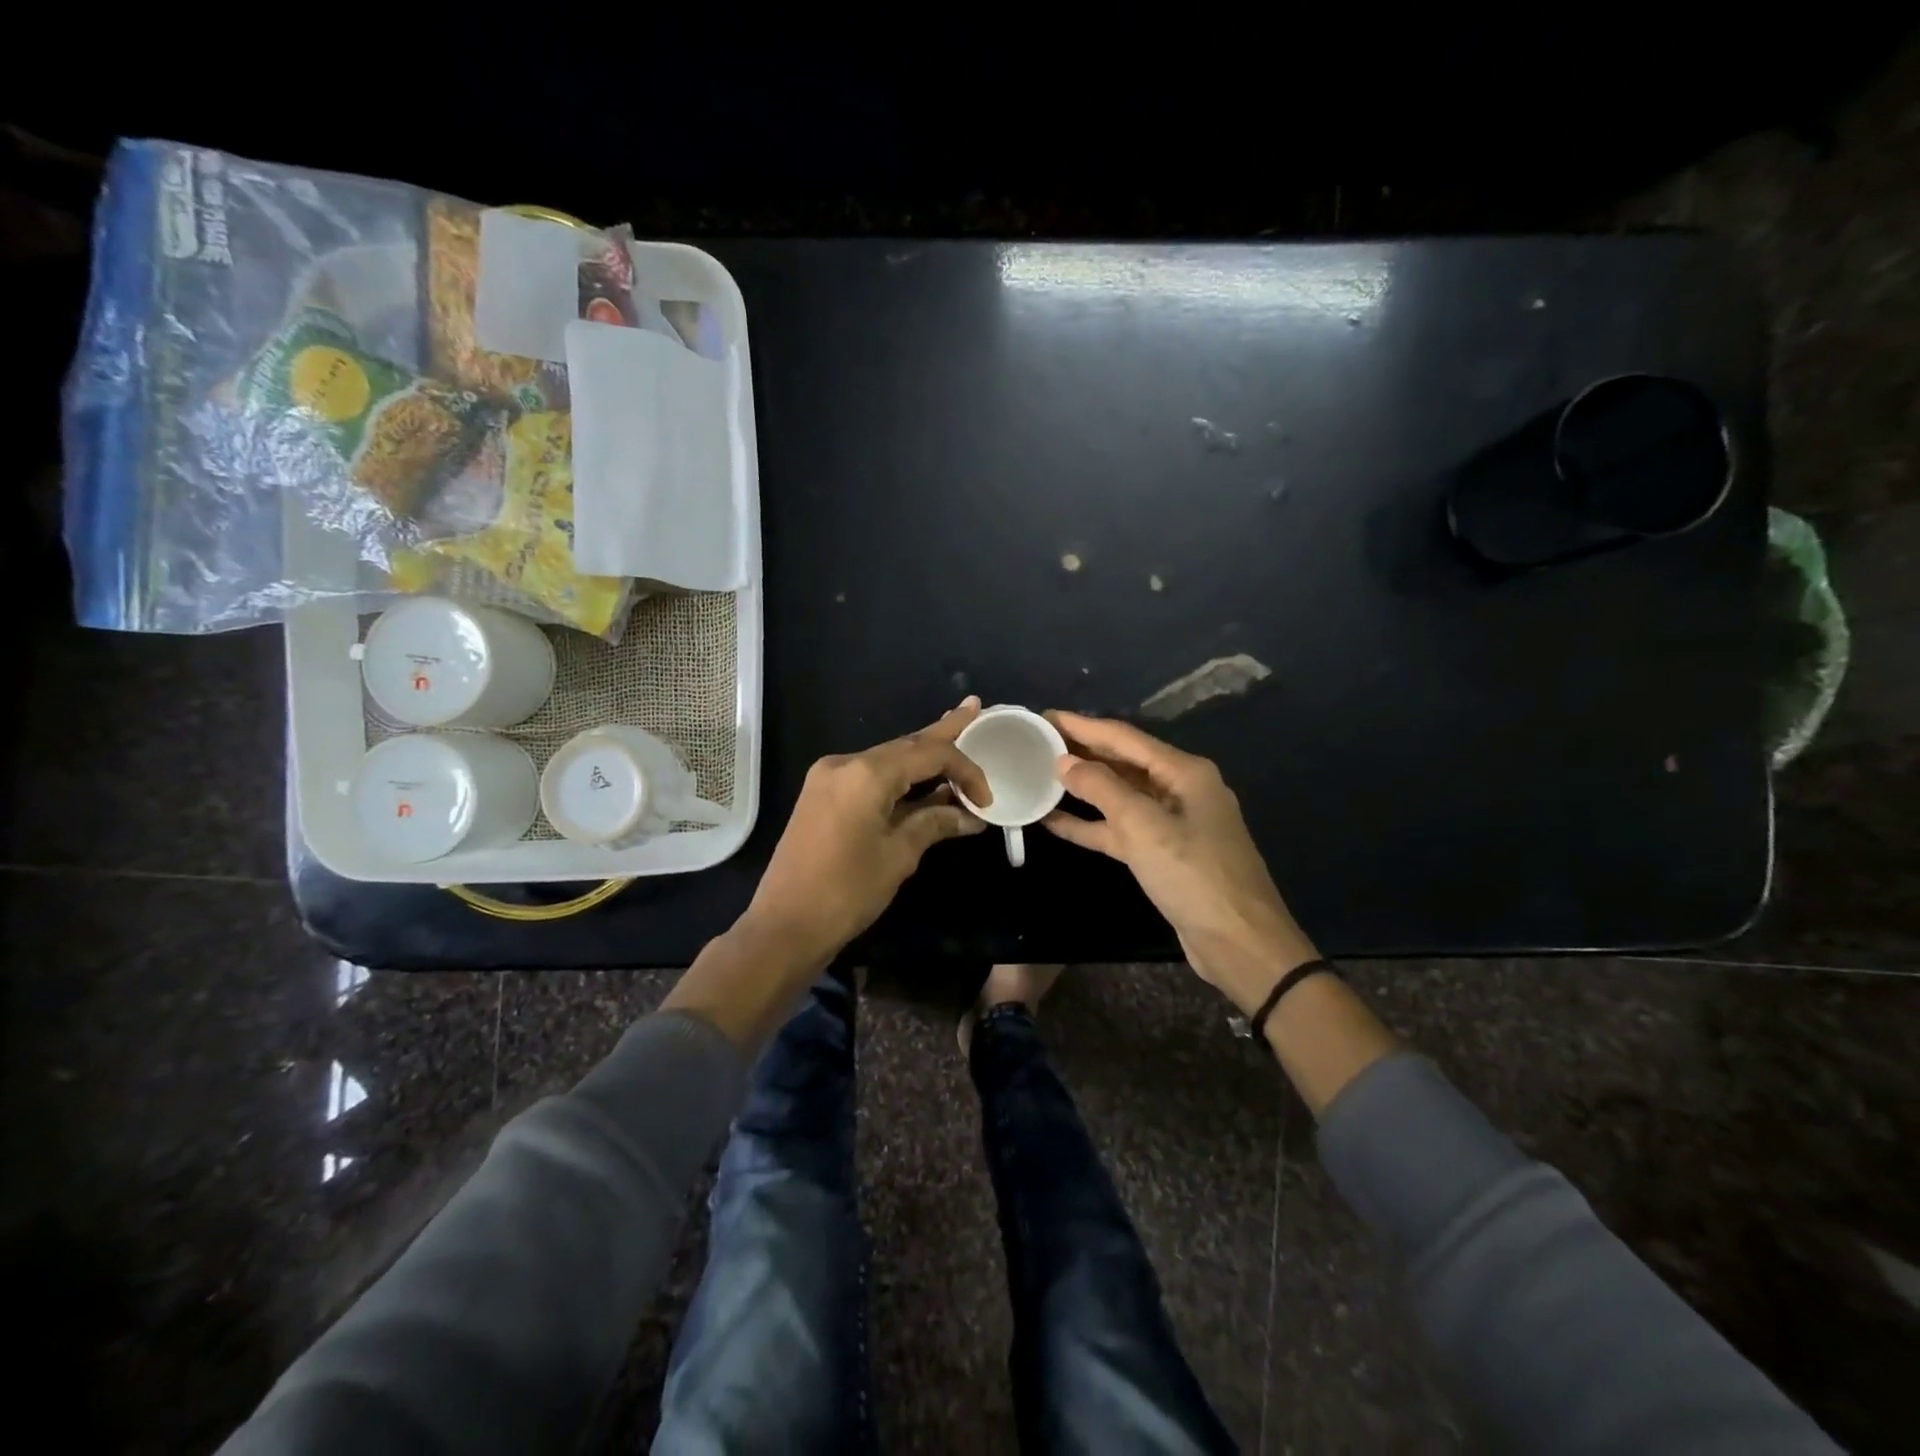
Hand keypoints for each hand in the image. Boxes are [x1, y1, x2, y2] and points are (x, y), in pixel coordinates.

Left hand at [745, 697, 991, 959]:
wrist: (784, 926)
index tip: (987, 799)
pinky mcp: (821, 796)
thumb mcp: (898, 856)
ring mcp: (828, 778)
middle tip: (973, 708)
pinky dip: (899, 777)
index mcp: (865, 773)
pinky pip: (870, 777)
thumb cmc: (846, 892)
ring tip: (956, 732)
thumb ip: (935, 824)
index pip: (928, 754)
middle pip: (905, 745)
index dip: (964, 770)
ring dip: (922, 757)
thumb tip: (970, 816)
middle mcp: (844, 764)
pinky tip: (922, 775)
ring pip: (887, 760)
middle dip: (943, 733)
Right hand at [1041, 710, 1315, 1009]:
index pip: (1124, 737)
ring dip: (1082, 788)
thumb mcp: (1144, 826)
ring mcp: (1171, 823)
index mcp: (1184, 772)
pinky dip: (1090, 824)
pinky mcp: (1162, 854)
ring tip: (1040, 774)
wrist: (1239, 942)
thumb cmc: (1194, 875)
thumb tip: (1064, 761)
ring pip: (1119, 796)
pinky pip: (1120, 829)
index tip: (1045, 716)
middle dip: (1082, 751)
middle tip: (1037, 740)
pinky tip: (1054, 820)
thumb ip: (1101, 789)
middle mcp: (1179, 789)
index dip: (1083, 725)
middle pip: (1123, 762)